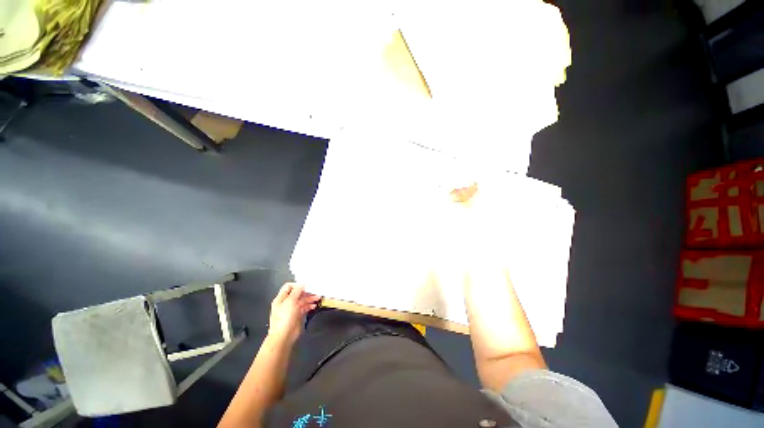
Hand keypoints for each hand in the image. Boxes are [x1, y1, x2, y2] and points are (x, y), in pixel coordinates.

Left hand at [268, 283, 320, 344]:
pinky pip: (304, 307)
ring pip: (302, 300)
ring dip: (310, 298)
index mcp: (281, 298)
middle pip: (297, 293)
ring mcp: (292, 309)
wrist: (284, 336)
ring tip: (317, 298)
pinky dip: (309, 305)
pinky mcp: (297, 315)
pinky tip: (314, 305)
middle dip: (306, 292)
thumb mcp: (290, 301)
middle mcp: (286, 303)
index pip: (289, 287)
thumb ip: (297, 291)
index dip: (298, 285)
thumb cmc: (284, 319)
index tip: (306, 286)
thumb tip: (302, 284)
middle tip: (315, 291)